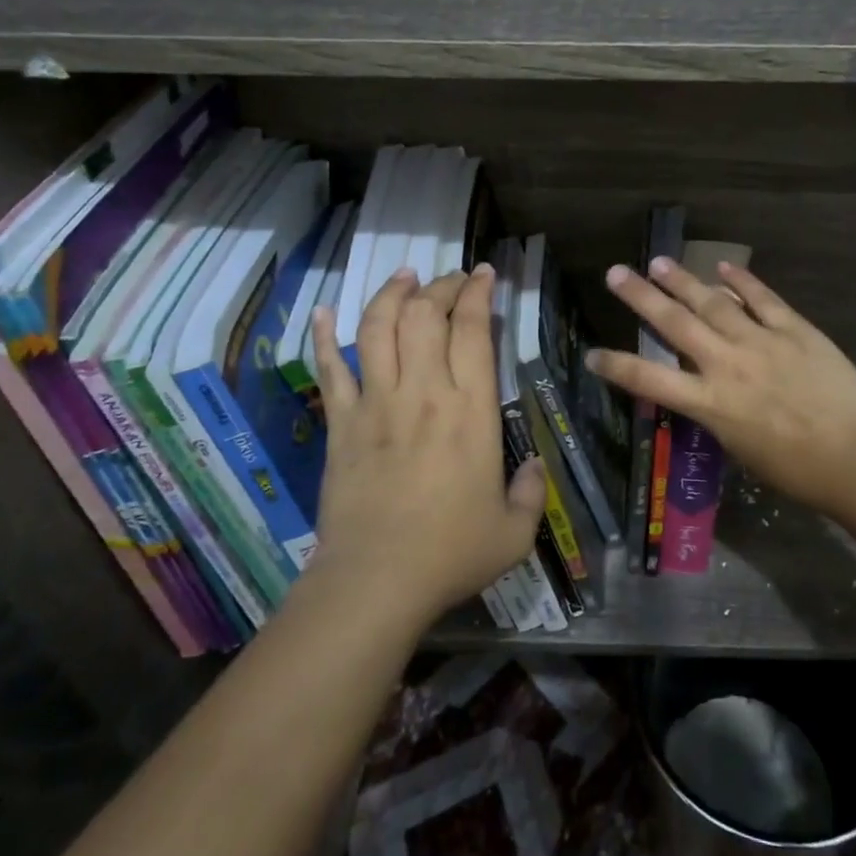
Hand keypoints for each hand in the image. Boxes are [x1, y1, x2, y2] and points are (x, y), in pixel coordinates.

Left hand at [308, 266, 545, 630]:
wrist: (375, 582)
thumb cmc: (450, 554)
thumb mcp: (514, 531)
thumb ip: (531, 492)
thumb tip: (532, 467)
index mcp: (470, 410)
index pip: (473, 330)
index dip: (478, 293)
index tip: (484, 273)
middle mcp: (423, 392)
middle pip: (424, 315)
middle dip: (440, 286)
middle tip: (451, 279)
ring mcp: (376, 403)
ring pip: (378, 328)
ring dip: (391, 294)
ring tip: (404, 276)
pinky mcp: (340, 423)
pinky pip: (329, 369)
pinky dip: (324, 336)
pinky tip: (323, 310)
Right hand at [587, 259, 855, 521]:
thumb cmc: (797, 470)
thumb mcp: (740, 447)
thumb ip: (718, 412)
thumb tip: (707, 388)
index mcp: (710, 404)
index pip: (648, 380)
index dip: (616, 366)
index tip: (591, 353)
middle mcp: (726, 365)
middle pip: (674, 324)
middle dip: (641, 297)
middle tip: (616, 273)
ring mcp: (761, 342)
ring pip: (713, 303)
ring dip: (683, 281)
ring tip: (659, 262)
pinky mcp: (794, 329)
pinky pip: (763, 299)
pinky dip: (742, 281)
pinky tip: (724, 267)